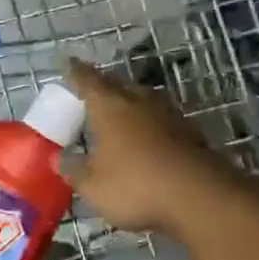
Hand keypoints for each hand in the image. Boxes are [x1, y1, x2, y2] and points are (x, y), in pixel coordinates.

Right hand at [63, 59, 240, 236]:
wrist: (201, 197)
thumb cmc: (136, 186)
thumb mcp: (93, 186)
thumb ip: (74, 170)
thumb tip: (57, 158)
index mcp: (109, 106)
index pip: (87, 79)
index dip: (75, 71)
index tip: (68, 63)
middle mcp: (138, 101)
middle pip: (117, 84)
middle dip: (102, 85)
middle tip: (90, 90)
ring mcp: (168, 114)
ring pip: (142, 99)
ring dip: (129, 102)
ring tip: (118, 112)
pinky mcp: (190, 132)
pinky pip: (161, 119)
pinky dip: (150, 123)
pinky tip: (147, 137)